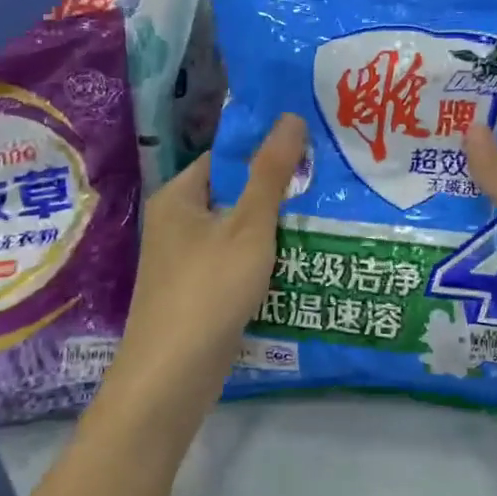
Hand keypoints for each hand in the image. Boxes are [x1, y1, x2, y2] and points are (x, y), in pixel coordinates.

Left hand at [104, 114, 306, 429]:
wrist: (172, 379)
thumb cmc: (209, 289)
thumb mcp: (249, 225)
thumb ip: (271, 172)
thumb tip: (290, 116)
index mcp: (178, 197)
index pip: (225, 157)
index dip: (265, 150)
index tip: (310, 149)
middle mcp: (176, 224)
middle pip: (233, 194)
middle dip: (276, 192)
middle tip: (325, 183)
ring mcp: (184, 262)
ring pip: (237, 232)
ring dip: (273, 229)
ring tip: (322, 218)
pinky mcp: (196, 294)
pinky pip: (235, 262)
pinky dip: (262, 260)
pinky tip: (298, 262)